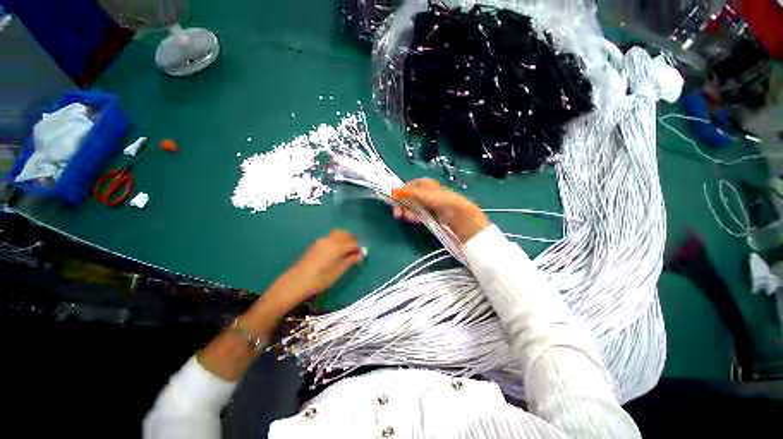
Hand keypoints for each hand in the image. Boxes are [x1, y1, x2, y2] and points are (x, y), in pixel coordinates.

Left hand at [278, 230, 362, 302]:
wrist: (297, 281)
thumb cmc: (321, 278)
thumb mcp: (339, 271)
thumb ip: (350, 260)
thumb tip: (360, 255)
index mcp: (338, 246)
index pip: (353, 242)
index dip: (359, 247)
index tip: (361, 254)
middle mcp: (331, 239)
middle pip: (345, 234)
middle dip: (352, 240)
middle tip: (355, 250)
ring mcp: (322, 241)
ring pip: (337, 234)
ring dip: (344, 239)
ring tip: (346, 251)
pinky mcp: (316, 245)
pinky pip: (330, 238)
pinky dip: (337, 241)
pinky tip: (335, 252)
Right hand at [391, 178, 489, 242]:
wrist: (459, 215)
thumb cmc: (441, 201)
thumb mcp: (422, 195)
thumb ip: (407, 193)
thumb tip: (392, 192)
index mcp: (424, 183)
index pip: (407, 186)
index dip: (400, 193)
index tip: (394, 202)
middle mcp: (425, 191)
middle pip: (409, 197)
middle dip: (403, 206)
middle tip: (399, 215)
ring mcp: (428, 203)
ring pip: (413, 207)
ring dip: (409, 213)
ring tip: (411, 219)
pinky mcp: (431, 213)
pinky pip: (419, 214)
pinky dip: (416, 217)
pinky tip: (416, 221)